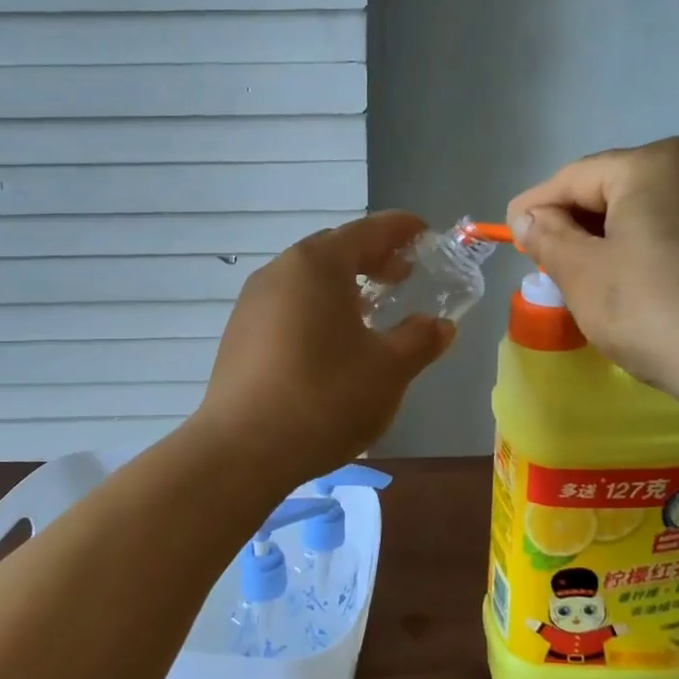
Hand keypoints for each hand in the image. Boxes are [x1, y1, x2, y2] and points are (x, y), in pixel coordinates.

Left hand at [196, 213, 456, 483]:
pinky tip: (330, 341)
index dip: (401, 229)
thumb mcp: (388, 370)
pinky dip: (316, 307)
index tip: (425, 234)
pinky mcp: (239, 332)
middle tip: (403, 276)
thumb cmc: (325, 398)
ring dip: (343, 284)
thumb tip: (440, 325)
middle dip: (372, 257)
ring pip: (307, 278)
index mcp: (318, 265)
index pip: (368, 230)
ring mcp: (253, 301)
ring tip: (370, 310)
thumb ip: (420, 340)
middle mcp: (281, 271)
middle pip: (334, 249)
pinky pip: (287, 303)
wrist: (242, 449)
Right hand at [507, 138, 678, 412]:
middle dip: (577, 222)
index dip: (535, 206)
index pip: (574, 177)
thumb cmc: (655, 311)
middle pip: (617, 188)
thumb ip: (548, 238)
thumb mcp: (583, 275)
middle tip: (548, 261)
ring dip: (615, 237)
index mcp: (655, 163)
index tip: (510, 236)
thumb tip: (529, 218)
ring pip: (654, 210)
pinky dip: (654, 249)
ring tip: (593, 277)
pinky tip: (643, 285)